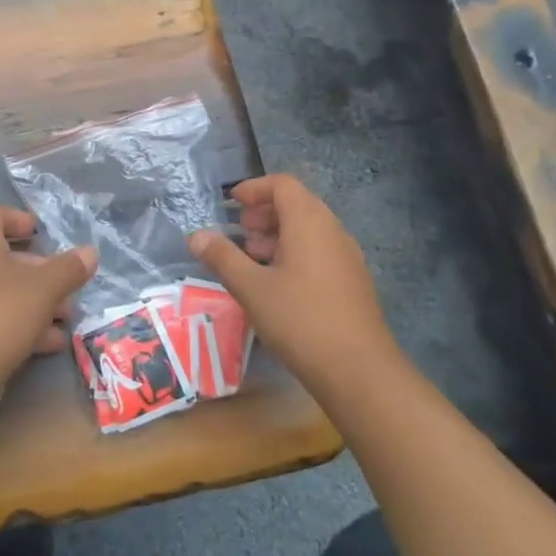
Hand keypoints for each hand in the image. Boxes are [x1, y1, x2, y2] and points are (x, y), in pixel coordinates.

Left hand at [0, 207, 97, 372]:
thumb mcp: (44, 289)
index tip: (41, 232)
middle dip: (41, 271)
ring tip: (67, 318)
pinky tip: (52, 343)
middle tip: (68, 286)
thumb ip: (69, 269)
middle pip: (6, 258)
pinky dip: (25, 325)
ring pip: (6, 292)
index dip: (18, 219)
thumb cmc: (1, 315)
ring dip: (39, 302)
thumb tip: (90, 252)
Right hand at [188, 175, 401, 394]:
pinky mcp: (352, 282)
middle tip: (239, 231)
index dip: (254, 188)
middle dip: (264, 212)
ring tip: (252, 258)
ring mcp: (347, 257)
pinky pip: (320, 251)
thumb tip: (197, 236)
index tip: (231, 203)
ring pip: (309, 230)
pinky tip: (277, 284)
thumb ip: (222, 257)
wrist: (359, 370)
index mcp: (309, 223)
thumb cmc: (300, 320)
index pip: (282, 184)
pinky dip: (295, 253)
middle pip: (297, 204)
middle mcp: (333, 231)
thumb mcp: (251, 288)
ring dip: (278, 235)